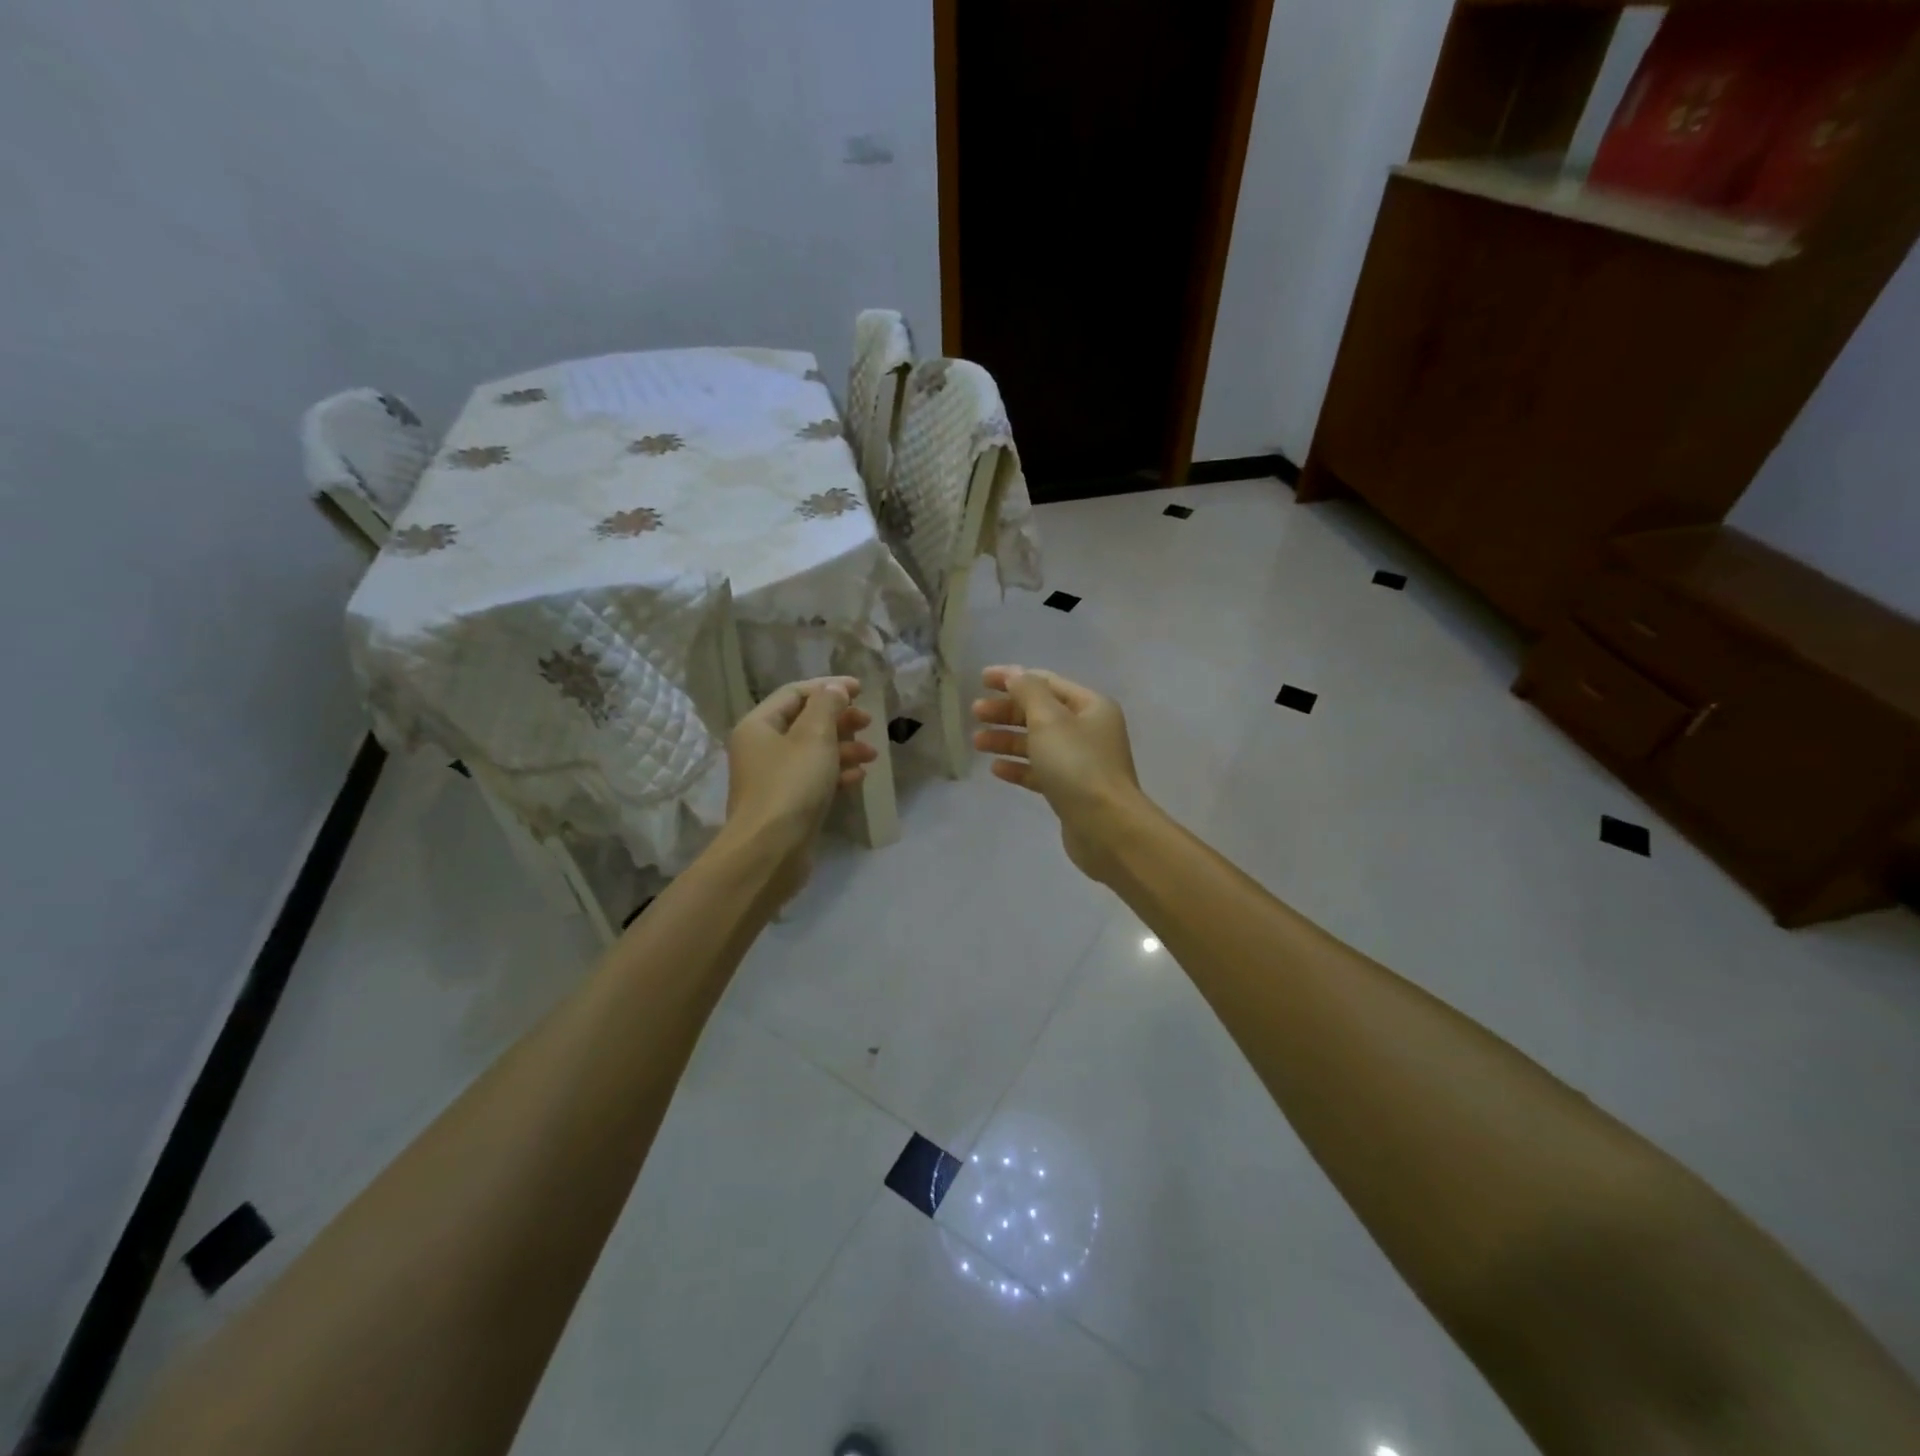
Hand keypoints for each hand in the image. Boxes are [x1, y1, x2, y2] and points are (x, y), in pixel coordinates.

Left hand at [722, 677, 876, 895]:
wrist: (770, 851)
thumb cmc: (791, 785)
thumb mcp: (814, 737)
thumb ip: (827, 705)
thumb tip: (834, 688)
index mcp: (759, 725)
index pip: (795, 693)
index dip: (828, 687)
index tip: (861, 689)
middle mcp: (761, 748)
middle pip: (805, 722)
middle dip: (840, 720)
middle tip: (868, 722)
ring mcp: (773, 779)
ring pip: (813, 752)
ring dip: (844, 748)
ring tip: (872, 755)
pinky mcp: (787, 805)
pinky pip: (814, 779)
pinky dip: (836, 773)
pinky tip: (859, 778)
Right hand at [972, 665, 1152, 882]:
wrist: (1106, 827)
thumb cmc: (1077, 765)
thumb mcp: (1049, 720)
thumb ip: (1028, 692)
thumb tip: (1015, 675)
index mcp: (1090, 706)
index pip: (1046, 682)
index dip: (1013, 678)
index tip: (981, 679)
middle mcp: (1089, 730)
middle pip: (1041, 712)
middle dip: (1006, 711)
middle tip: (975, 713)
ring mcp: (1082, 762)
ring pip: (1038, 743)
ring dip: (1007, 739)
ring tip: (976, 742)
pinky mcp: (1072, 790)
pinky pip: (1040, 771)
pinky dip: (1018, 767)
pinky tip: (996, 769)